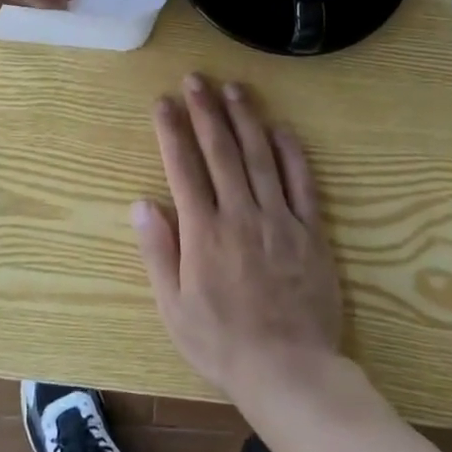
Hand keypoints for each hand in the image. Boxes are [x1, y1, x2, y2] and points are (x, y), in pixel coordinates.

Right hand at [132, 75, 343, 411]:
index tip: (163, 102)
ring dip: (245, 119)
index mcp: (203, 232)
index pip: (183, 167)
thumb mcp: (174, 308)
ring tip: (232, 88)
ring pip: (259, 156)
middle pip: (220, 151)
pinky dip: (291, 152)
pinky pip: (301, 182)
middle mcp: (240, 214)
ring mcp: (278, 219)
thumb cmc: (223, 343)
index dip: (172, 130)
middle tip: (196, 79)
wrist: (290, 372)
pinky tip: (280, 128)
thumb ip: (158, 252)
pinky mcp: (310, 230)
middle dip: (205, 110)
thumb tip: (140, 203)